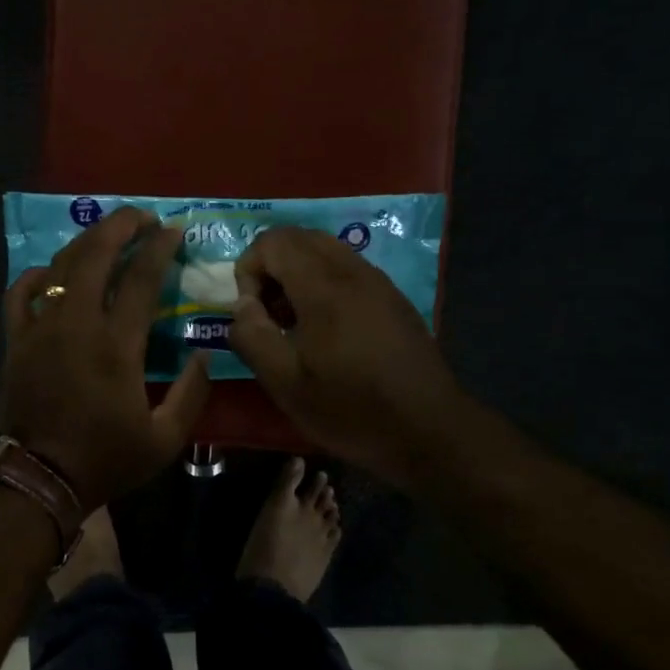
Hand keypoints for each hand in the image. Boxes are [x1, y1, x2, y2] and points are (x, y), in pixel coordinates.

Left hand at [0, 207, 211, 510]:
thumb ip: (192, 394)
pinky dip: (35, 276)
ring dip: (86, 243)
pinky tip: (50, 271)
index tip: (174, 230)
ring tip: (106, 235)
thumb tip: (203, 355)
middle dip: (121, 226)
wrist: (41, 477)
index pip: (142, 279)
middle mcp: (77, 324)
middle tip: (141, 217)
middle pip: (97, 255)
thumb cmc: (105, 459)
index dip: (160, 248)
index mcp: (117, 345)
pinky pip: (19, 294)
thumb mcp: (165, 439)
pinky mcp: (15, 341)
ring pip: (61, 266)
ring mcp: (40, 328)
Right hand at [229, 225, 463, 489]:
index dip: (248, 270)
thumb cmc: (351, 410)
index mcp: (324, 287)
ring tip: (293, 325)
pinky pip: (348, 270)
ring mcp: (379, 282)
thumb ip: (252, 337)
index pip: (274, 242)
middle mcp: (353, 271)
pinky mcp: (393, 299)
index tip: (251, 315)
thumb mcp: (286, 384)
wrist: (429, 431)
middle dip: (271, 268)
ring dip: (297, 275)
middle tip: (267, 315)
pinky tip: (327, 333)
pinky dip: (323, 284)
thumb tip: (241, 308)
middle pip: (300, 238)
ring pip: (326, 251)